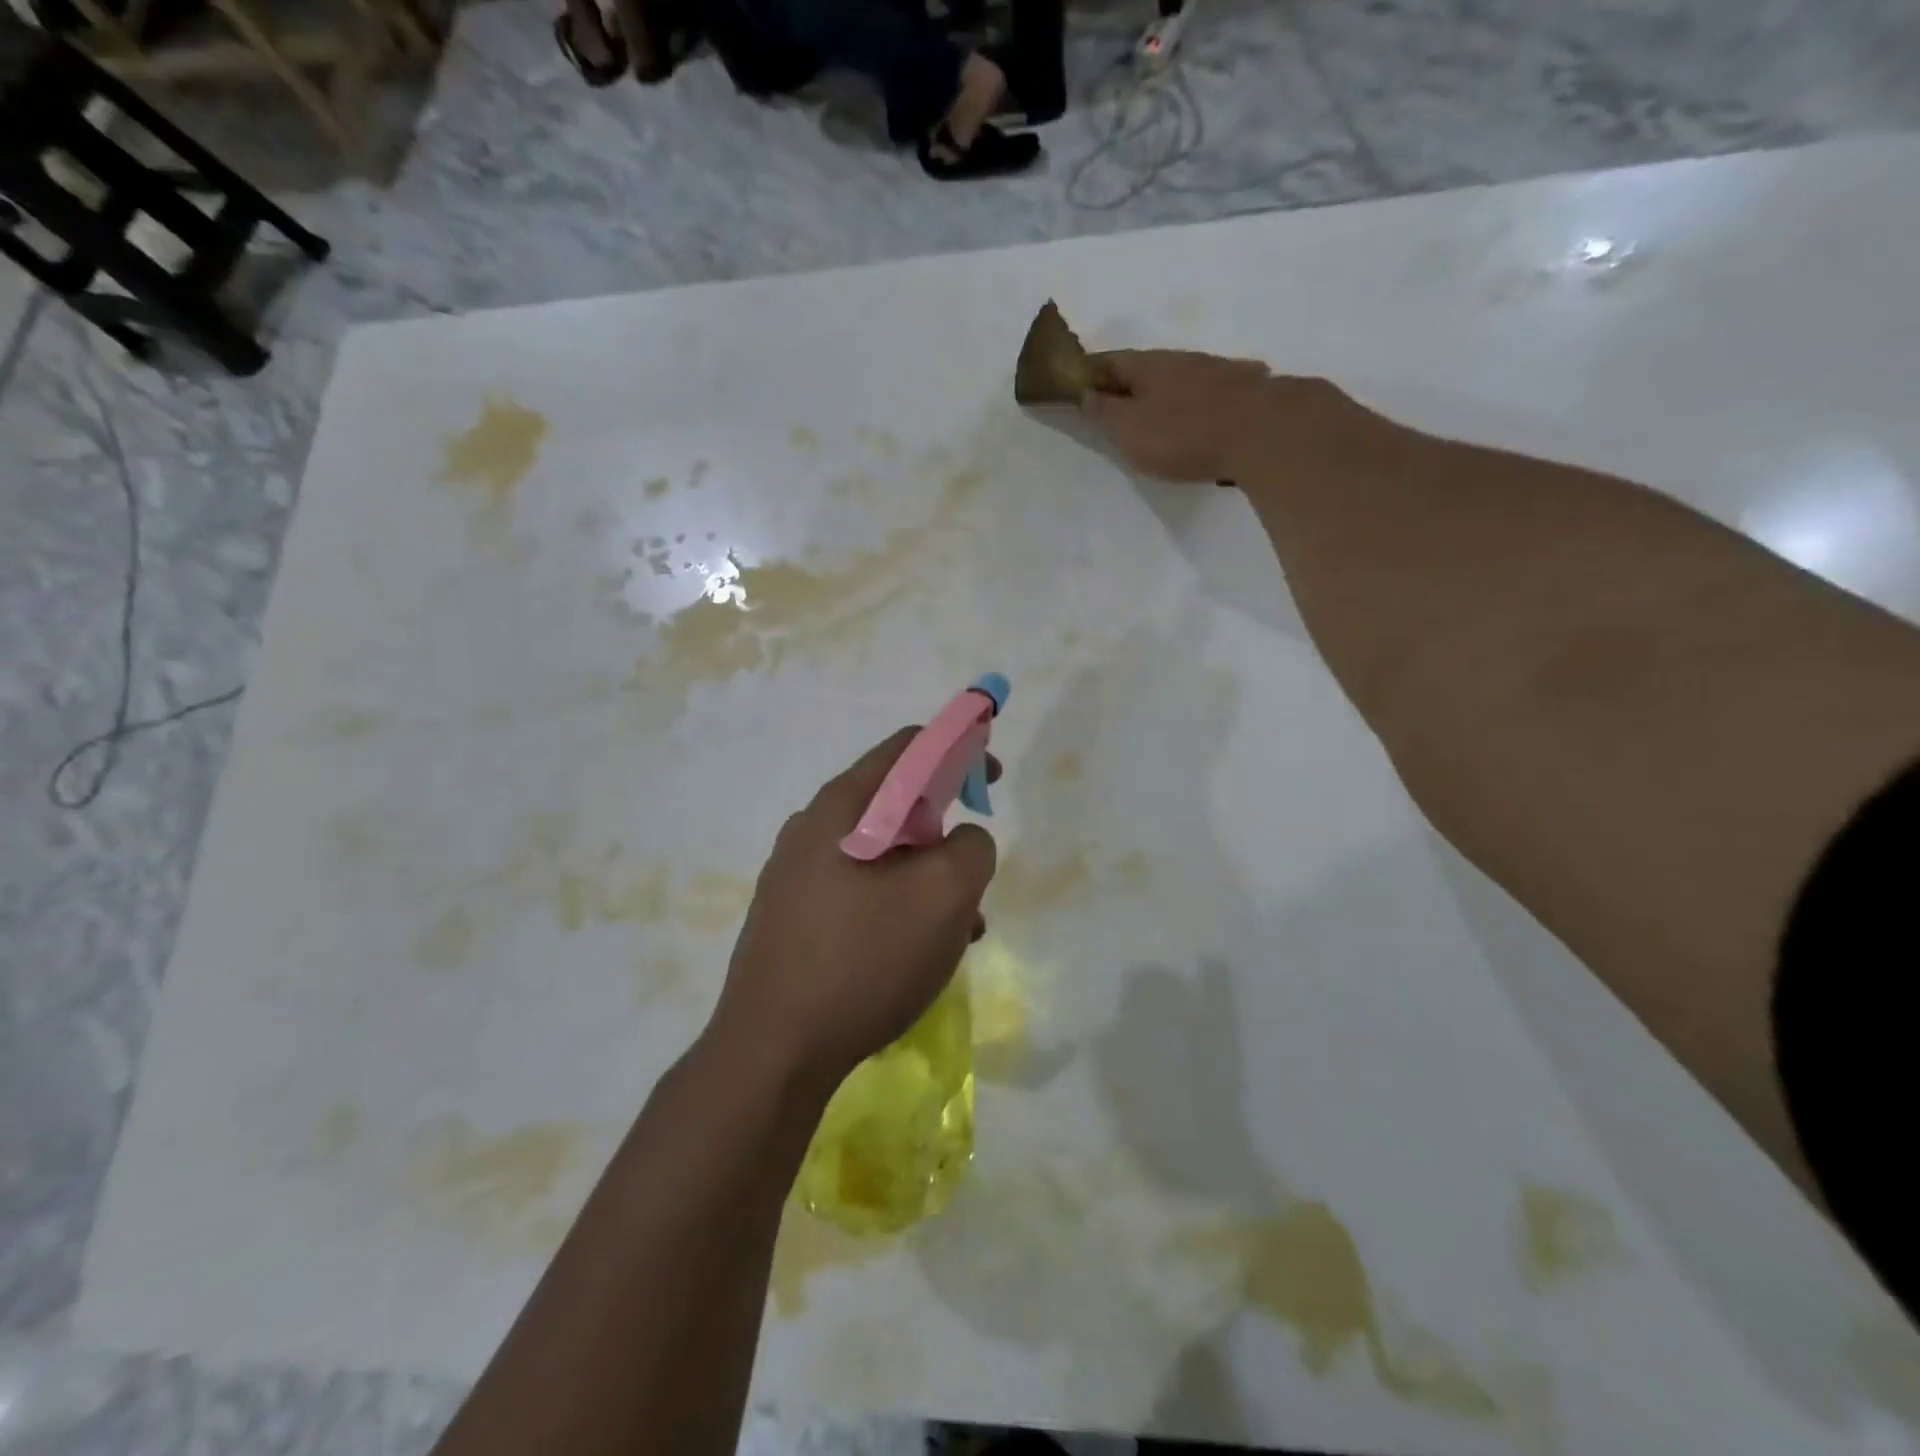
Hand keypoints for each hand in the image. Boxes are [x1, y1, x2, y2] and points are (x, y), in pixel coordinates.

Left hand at [710, 728, 998, 1088]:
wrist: (771, 1053)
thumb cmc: (863, 960)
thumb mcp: (943, 896)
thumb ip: (972, 848)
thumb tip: (963, 841)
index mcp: (842, 807)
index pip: (908, 747)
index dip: (958, 750)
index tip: (990, 778)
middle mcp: (812, 829)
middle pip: (895, 805)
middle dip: (945, 832)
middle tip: (973, 874)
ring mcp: (795, 876)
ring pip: (882, 857)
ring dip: (927, 880)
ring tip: (960, 930)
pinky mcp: (792, 919)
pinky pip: (859, 893)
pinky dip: (898, 908)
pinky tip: (919, 955)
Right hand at [1083, 350, 1366, 485]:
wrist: (1263, 431)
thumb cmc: (1184, 433)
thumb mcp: (1130, 429)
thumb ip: (1105, 413)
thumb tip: (1087, 393)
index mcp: (1148, 366)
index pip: (1108, 361)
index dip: (1087, 370)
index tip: (1073, 381)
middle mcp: (1182, 360)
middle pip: (1144, 368)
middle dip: (1125, 382)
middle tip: (1110, 401)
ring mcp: (1217, 372)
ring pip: (1178, 378)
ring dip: (1161, 391)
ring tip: (1152, 412)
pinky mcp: (1244, 392)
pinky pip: (1207, 393)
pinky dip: (1192, 402)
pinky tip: (1198, 412)